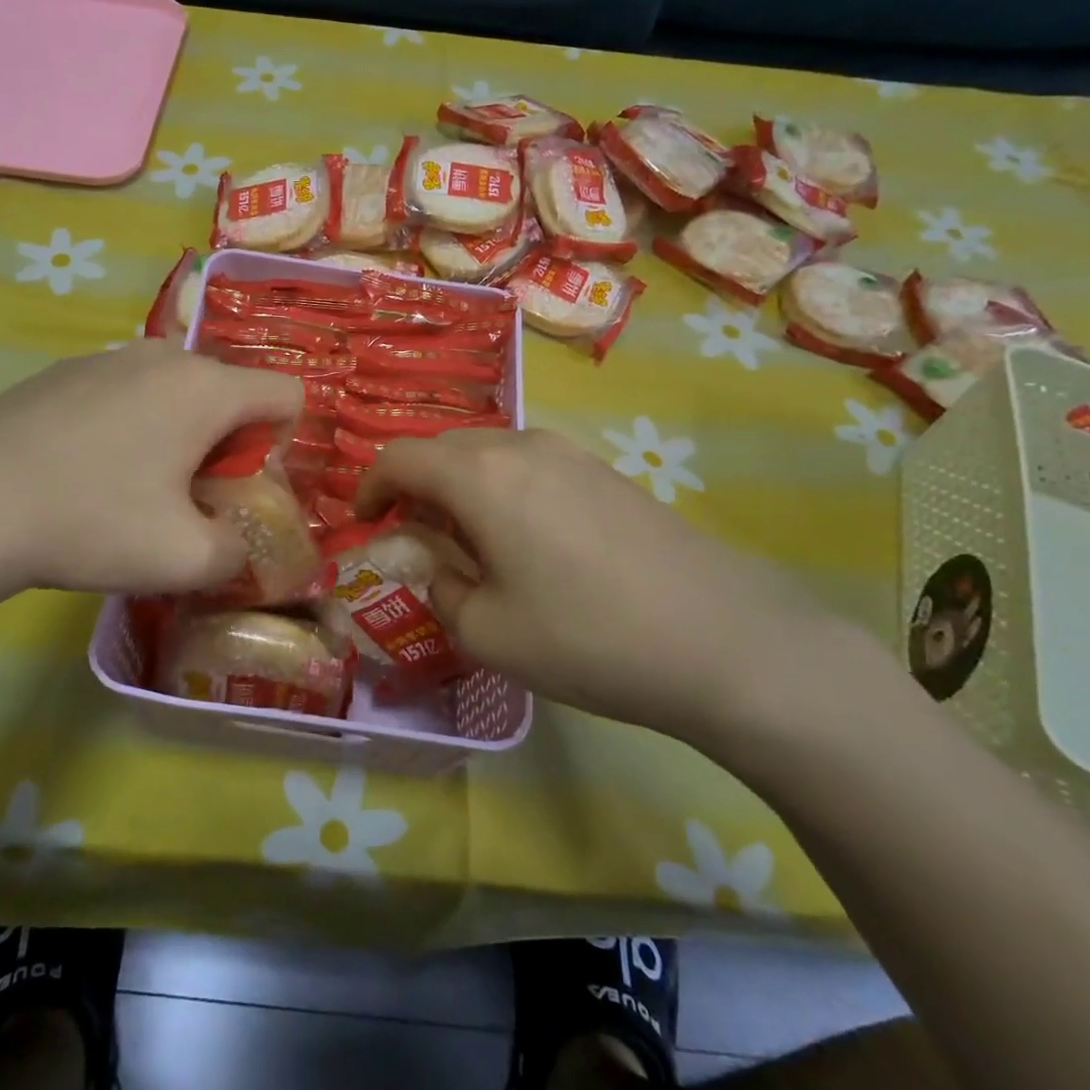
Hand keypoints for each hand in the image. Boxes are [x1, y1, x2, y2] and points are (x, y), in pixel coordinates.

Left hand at [0, 342, 301, 611]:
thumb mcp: (184, 560)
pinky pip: (126, 393)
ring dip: (178, 435)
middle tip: (192, 498)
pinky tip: (85, 472)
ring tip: (135, 488)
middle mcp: (163, 356)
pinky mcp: (62, 372)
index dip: (286, 443)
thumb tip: (234, 541)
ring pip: (174, 392)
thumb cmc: (90, 522)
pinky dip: (131, 426)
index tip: (246, 487)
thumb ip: (238, 552)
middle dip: (228, 444)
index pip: (286, 394)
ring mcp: (106, 358)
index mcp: (205, 389)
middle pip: (229, 393)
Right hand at [356, 430, 889, 747]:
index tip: (363, 523)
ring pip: (490, 456)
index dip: (369, 487)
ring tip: (471, 544)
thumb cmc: (587, 638)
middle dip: (415, 487)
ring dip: (462, 489)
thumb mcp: (488, 632)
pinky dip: (503, 492)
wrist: (725, 641)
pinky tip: (528, 544)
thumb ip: (441, 589)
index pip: (400, 458)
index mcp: (480, 477)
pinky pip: (531, 467)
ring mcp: (572, 455)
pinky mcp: (607, 473)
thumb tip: (438, 567)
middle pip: (444, 449)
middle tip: (415, 538)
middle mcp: (522, 447)